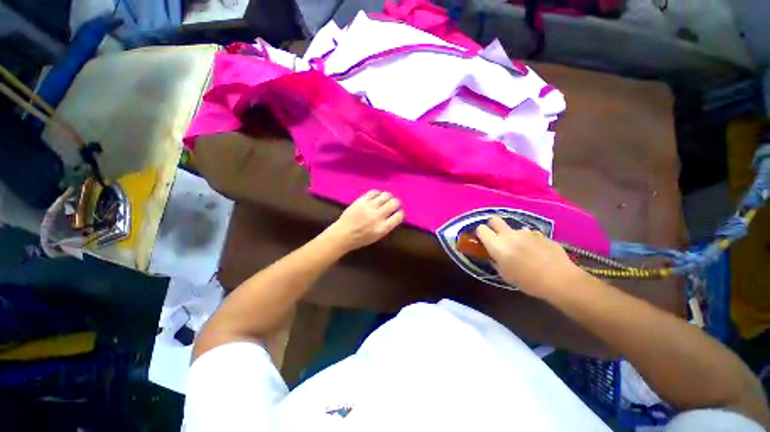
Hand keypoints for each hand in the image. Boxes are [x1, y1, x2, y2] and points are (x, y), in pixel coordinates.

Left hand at [324, 190, 404, 252]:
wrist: (343, 234)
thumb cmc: (361, 238)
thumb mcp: (377, 236)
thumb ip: (387, 226)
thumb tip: (395, 214)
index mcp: (383, 228)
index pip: (399, 216)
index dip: (400, 213)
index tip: (398, 212)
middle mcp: (378, 216)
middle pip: (394, 203)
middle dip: (396, 203)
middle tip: (394, 204)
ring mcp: (369, 207)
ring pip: (386, 195)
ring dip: (388, 196)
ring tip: (386, 199)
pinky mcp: (361, 200)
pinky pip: (374, 192)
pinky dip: (378, 193)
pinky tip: (377, 196)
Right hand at [475, 216, 583, 297]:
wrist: (559, 279)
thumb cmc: (527, 281)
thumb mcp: (505, 275)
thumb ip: (495, 261)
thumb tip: (493, 256)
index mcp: (497, 244)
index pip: (481, 229)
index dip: (481, 233)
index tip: (483, 240)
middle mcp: (509, 234)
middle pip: (494, 220)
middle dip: (493, 226)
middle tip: (497, 237)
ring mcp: (526, 232)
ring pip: (514, 229)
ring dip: (513, 236)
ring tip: (522, 250)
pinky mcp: (540, 234)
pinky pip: (529, 234)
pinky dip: (528, 240)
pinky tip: (536, 252)